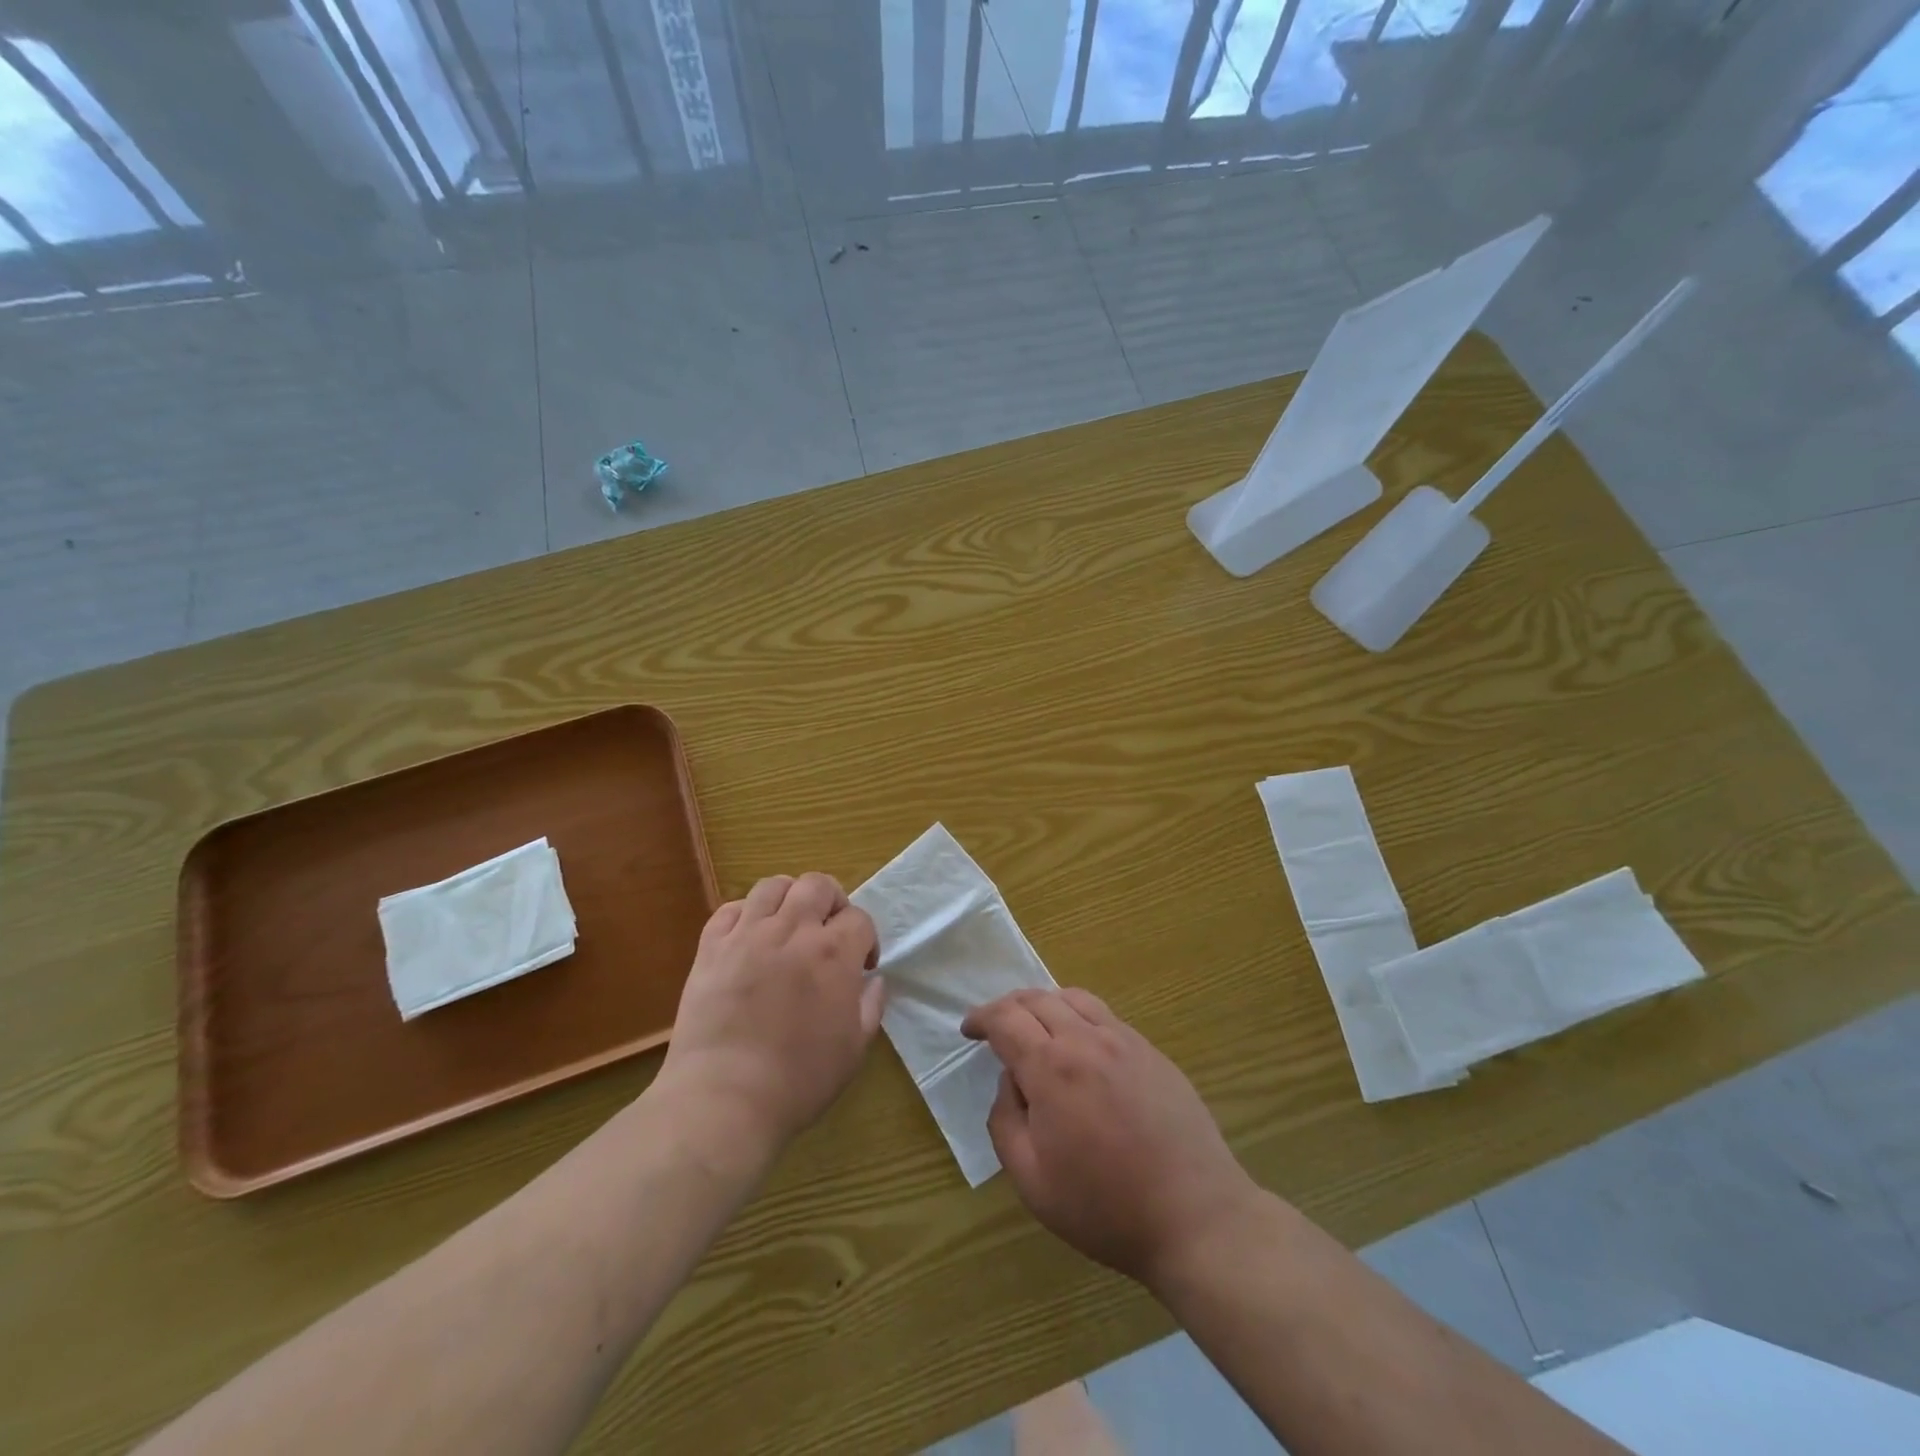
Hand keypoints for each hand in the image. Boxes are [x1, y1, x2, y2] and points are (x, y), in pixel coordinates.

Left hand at [658, 873, 883, 1161]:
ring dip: (788, 898)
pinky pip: (729, 909)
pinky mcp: (711, 947)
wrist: (725, 1098)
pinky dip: (745, 914)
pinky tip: (749, 937)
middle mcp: (792, 931)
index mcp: (833, 954)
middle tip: (828, 931)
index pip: (859, 918)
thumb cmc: (798, 1080)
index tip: (862, 965)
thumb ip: (870, 1006)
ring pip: (772, 886)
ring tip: (788, 925)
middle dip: (831, 902)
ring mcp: (747, 935)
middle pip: (817, 885)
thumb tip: (873, 980)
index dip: (866, 938)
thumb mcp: (854, 1050)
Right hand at [961, 988, 1260, 1288]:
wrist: (1196, 1216)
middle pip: (1037, 999)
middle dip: (1008, 1007)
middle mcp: (1087, 1040)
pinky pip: (1105, 1016)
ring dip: (1044, 1004)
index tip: (968, 1030)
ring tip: (1035, 1028)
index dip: (981, 1018)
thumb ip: (1005, 1121)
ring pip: (1074, 998)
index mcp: (1052, 1067)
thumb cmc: (1105, 1207)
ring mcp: (1125, 1041)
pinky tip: (1080, 1046)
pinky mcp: (1152, 1052)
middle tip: (995, 1028)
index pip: (1006, 1019)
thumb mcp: (1032, 1180)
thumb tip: (1011, 1081)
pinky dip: (1079, 1016)